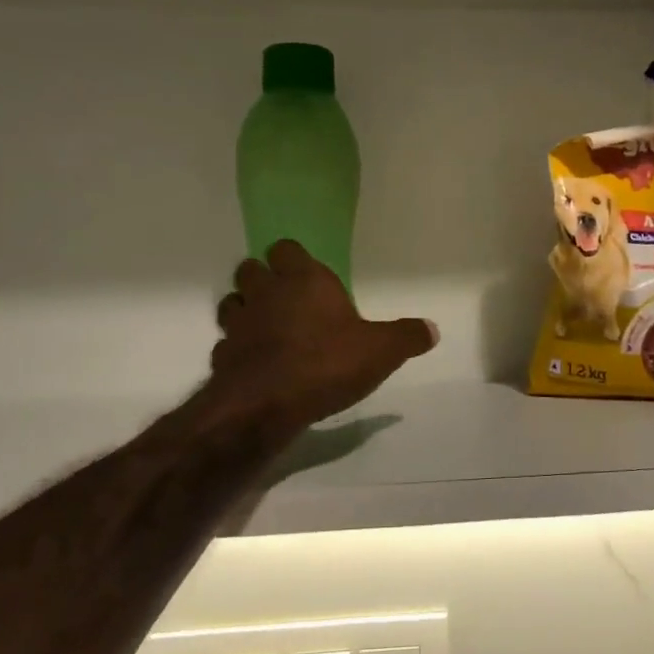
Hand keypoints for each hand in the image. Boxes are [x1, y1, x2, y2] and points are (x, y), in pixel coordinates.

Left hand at [208, 240, 437, 434]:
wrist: (265, 405)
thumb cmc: (327, 363)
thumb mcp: (381, 351)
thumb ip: (407, 337)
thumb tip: (433, 329)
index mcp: (305, 280)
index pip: (286, 248)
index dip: (293, 258)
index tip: (306, 273)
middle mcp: (267, 293)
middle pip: (251, 269)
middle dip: (264, 279)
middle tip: (286, 298)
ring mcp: (238, 324)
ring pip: (232, 303)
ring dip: (245, 310)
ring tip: (266, 328)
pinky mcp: (221, 357)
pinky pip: (226, 345)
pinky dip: (237, 351)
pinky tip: (255, 366)